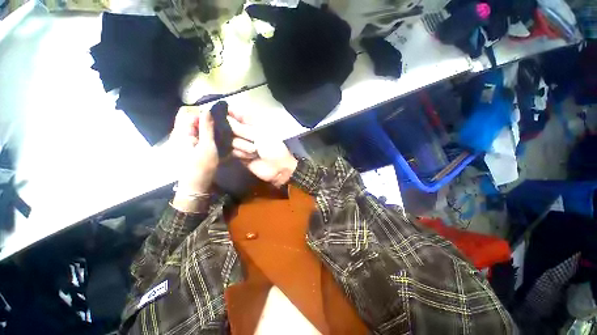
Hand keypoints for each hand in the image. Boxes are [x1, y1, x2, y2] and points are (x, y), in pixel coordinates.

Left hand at [169, 106, 217, 211]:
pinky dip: (205, 134)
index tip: (217, 117)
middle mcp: (180, 134)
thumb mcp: (207, 146)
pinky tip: (215, 139)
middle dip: (205, 119)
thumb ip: (206, 128)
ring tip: (219, 131)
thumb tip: (207, 110)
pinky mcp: (189, 146)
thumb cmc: (202, 166)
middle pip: (190, 118)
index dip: (202, 112)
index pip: (188, 113)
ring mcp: (184, 140)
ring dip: (206, 127)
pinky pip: (196, 134)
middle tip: (219, 124)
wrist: (195, 185)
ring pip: (194, 126)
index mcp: (182, 132)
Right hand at [227, 109, 297, 187]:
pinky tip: (251, 157)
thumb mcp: (259, 135)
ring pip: (231, 140)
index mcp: (254, 123)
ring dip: (243, 146)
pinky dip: (241, 154)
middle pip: (231, 127)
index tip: (218, 111)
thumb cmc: (271, 147)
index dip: (228, 112)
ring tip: (255, 151)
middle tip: (249, 139)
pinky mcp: (240, 155)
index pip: (237, 113)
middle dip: (237, 132)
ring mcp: (242, 143)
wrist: (277, 168)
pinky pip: (232, 151)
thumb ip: (241, 127)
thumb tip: (225, 117)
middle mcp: (246, 132)